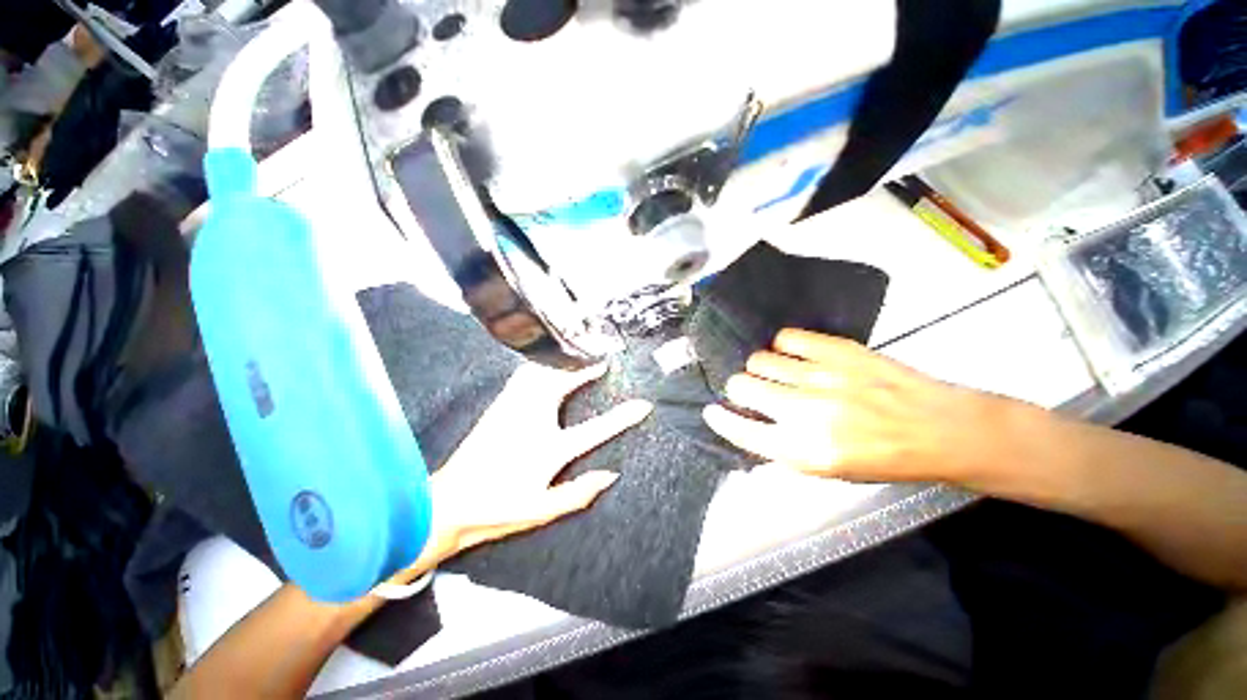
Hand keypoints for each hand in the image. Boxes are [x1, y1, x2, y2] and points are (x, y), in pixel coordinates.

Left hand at [424, 362, 651, 557]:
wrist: (447, 502)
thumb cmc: (498, 508)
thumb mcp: (543, 509)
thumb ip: (579, 493)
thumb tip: (610, 475)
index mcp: (549, 449)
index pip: (596, 429)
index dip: (623, 417)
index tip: (643, 404)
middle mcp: (533, 421)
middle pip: (565, 383)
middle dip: (587, 368)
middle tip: (603, 360)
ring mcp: (513, 409)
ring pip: (540, 372)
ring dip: (562, 362)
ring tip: (577, 357)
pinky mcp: (499, 406)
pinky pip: (523, 375)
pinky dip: (539, 365)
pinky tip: (544, 365)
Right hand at [702, 329, 1012, 483]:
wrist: (938, 429)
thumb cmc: (880, 458)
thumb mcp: (826, 470)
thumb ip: (781, 446)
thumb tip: (746, 422)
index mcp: (802, 450)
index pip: (740, 430)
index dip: (720, 419)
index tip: (712, 411)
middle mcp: (805, 412)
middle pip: (741, 386)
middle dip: (740, 390)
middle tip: (754, 392)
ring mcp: (820, 376)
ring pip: (759, 360)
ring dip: (760, 368)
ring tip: (777, 373)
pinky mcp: (837, 350)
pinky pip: (785, 339)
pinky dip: (782, 347)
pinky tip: (794, 356)